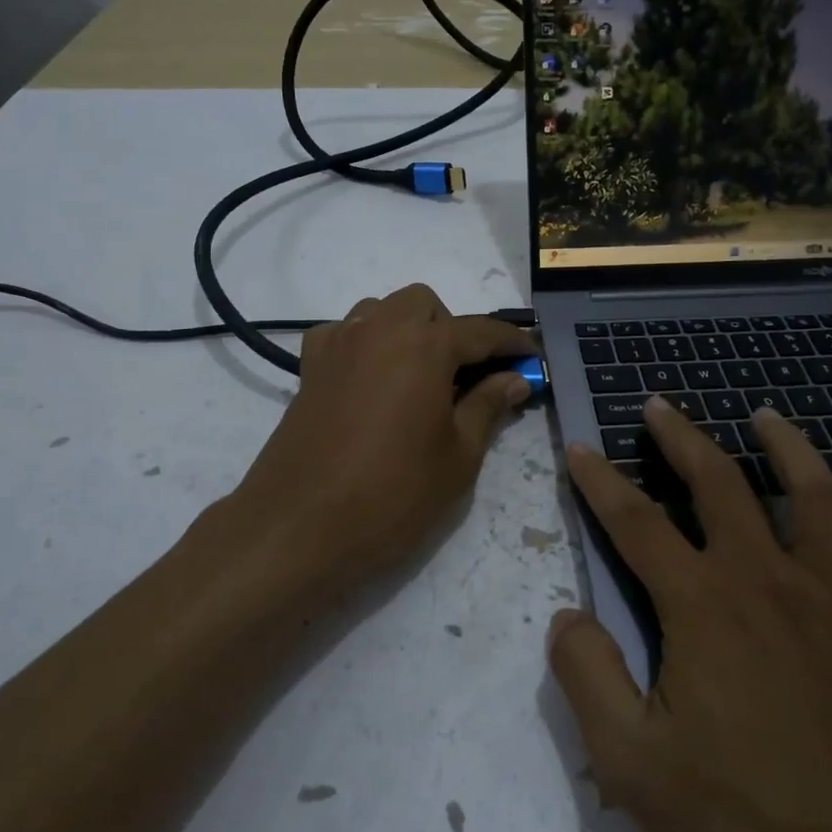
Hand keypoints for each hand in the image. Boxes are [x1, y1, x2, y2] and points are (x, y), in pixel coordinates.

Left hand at [235, 284, 536, 590]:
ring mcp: (339, 343)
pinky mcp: (309, 367)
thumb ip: (488, 406)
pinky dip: (364, 342)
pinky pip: (343, 332)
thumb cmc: (393, 494)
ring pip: (382, 310)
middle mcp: (380, 328)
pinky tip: (371, 378)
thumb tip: (514, 378)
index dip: (512, 344)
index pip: (481, 331)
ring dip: (408, 329)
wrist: (299, 526)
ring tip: (420, 376)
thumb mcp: (458, 456)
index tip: (531, 357)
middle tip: (468, 377)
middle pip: (425, 305)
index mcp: (425, 345)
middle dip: (453, 329)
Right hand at [548, 397, 831, 831]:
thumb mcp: (635, 768)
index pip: (635, 522)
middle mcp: (769, 578)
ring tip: (765, 417)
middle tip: (661, 405)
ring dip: (786, 446)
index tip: (581, 448)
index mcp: (703, 606)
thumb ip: (588, 679)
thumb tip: (567, 616)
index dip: (601, 481)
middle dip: (681, 437)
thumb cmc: (755, 827)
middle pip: (719, 483)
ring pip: (815, 492)